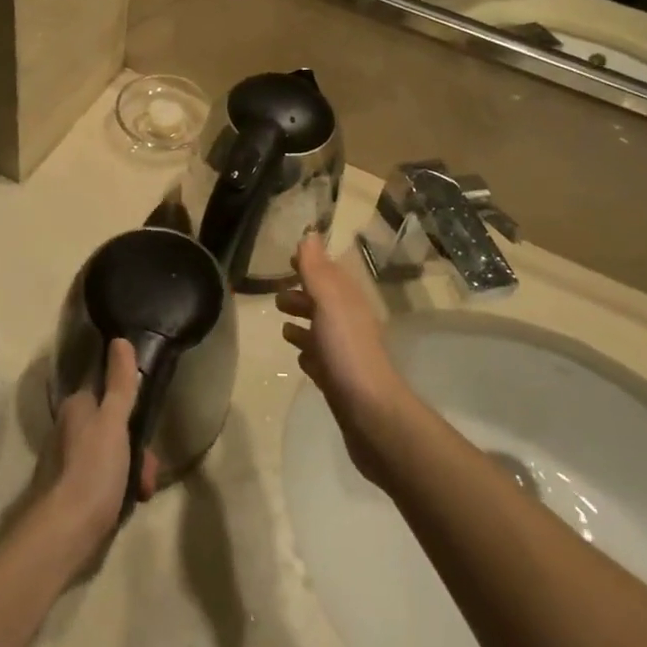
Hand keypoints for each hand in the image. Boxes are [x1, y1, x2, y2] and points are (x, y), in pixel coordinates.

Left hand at [45, 339, 157, 562]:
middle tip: (148, 472)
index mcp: (76, 408)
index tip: (147, 431)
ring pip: (112, 457)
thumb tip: (120, 339)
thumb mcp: (113, 420)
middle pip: (114, 429)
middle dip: (137, 450)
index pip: (109, 397)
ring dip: (133, 473)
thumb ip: (120, 383)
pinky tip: (128, 505)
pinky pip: (104, 482)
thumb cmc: (92, 469)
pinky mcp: (72, 494)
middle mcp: (68, 431)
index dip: (132, 412)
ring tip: (142, 493)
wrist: (65, 533)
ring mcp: (68, 464)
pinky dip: (120, 491)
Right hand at [275, 236, 416, 485]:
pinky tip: (299, 358)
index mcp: (347, 300)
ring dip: (302, 323)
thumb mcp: (329, 300)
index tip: (288, 259)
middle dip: (302, 295)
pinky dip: (308, 353)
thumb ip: (316, 268)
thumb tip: (309, 233)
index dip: (309, 265)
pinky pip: (320, 360)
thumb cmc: (346, 350)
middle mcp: (348, 322)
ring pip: (320, 330)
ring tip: (282, 325)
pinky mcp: (338, 381)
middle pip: (322, 301)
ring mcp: (344, 353)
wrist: (370, 413)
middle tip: (275, 296)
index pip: (327, 272)